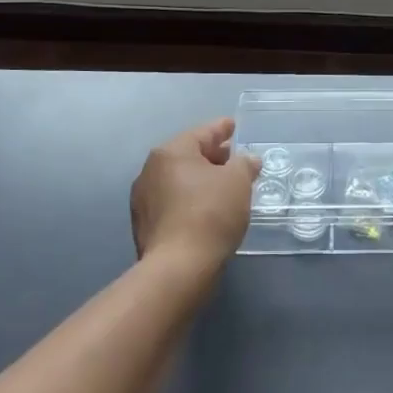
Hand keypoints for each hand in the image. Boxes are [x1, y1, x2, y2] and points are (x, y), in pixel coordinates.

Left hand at [130, 117, 261, 276]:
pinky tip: (209, 210)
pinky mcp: (145, 226)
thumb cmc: (210, 213)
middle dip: (214, 157)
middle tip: (236, 159)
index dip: (221, 128)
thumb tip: (248, 160)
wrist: (178, 268)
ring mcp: (144, 200)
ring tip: (226, 186)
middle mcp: (150, 171)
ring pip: (180, 181)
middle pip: (188, 156)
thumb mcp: (238, 181)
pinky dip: (192, 200)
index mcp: (170, 153)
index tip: (234, 125)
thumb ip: (244, 164)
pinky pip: (174, 202)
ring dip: (202, 180)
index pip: (202, 133)